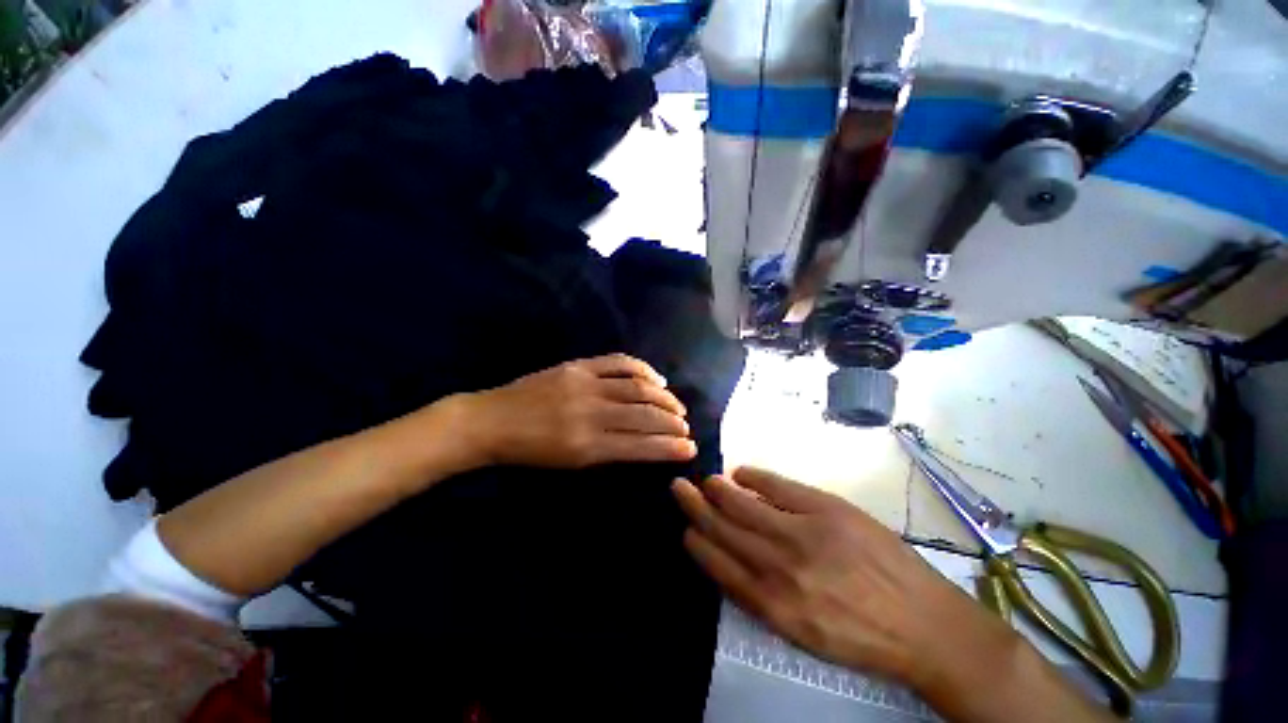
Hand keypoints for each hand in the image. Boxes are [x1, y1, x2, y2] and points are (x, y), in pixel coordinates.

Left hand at [458, 354, 696, 468]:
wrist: (492, 420)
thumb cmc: (531, 452)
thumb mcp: (569, 464)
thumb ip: (608, 452)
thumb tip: (644, 443)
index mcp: (586, 446)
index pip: (639, 445)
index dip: (668, 447)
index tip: (690, 448)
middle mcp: (591, 413)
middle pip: (644, 414)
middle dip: (672, 422)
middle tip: (686, 427)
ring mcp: (585, 384)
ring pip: (637, 388)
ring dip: (664, 397)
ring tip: (677, 406)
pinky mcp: (578, 366)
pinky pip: (619, 362)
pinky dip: (643, 369)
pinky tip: (656, 379)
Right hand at [672, 468, 983, 684]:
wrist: (927, 627)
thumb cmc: (862, 635)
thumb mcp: (804, 631)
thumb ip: (765, 597)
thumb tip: (734, 559)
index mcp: (775, 606)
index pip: (721, 567)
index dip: (699, 544)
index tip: (686, 529)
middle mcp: (781, 568)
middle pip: (726, 530)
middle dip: (697, 508)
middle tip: (678, 488)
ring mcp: (805, 534)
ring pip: (746, 507)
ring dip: (719, 491)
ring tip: (704, 480)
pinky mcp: (828, 510)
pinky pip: (779, 487)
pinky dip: (755, 478)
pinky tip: (740, 473)